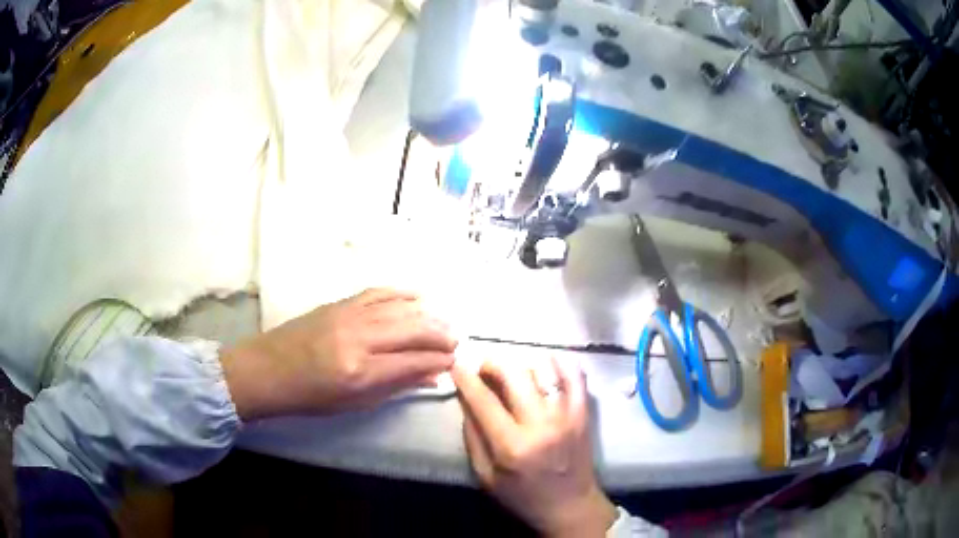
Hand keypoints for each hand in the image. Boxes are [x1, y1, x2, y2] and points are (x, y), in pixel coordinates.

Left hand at [220, 288, 457, 419]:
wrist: (268, 369)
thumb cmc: (310, 396)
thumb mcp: (355, 402)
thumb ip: (396, 386)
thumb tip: (431, 375)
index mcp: (361, 372)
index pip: (414, 361)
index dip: (439, 360)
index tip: (454, 361)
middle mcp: (359, 339)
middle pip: (414, 329)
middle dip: (441, 335)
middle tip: (456, 341)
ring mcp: (349, 316)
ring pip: (400, 308)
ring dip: (428, 315)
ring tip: (444, 322)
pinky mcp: (341, 303)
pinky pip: (379, 292)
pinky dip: (402, 294)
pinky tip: (418, 298)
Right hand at [451, 357, 616, 537]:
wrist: (570, 505)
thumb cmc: (523, 496)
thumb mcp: (486, 476)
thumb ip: (472, 438)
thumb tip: (465, 400)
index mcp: (512, 446)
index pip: (484, 400)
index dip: (466, 378)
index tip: (457, 365)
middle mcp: (541, 425)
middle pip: (514, 374)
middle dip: (492, 362)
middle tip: (484, 367)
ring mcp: (566, 416)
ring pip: (544, 368)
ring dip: (522, 362)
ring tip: (512, 370)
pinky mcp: (584, 413)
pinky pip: (575, 375)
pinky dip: (559, 363)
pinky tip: (544, 366)